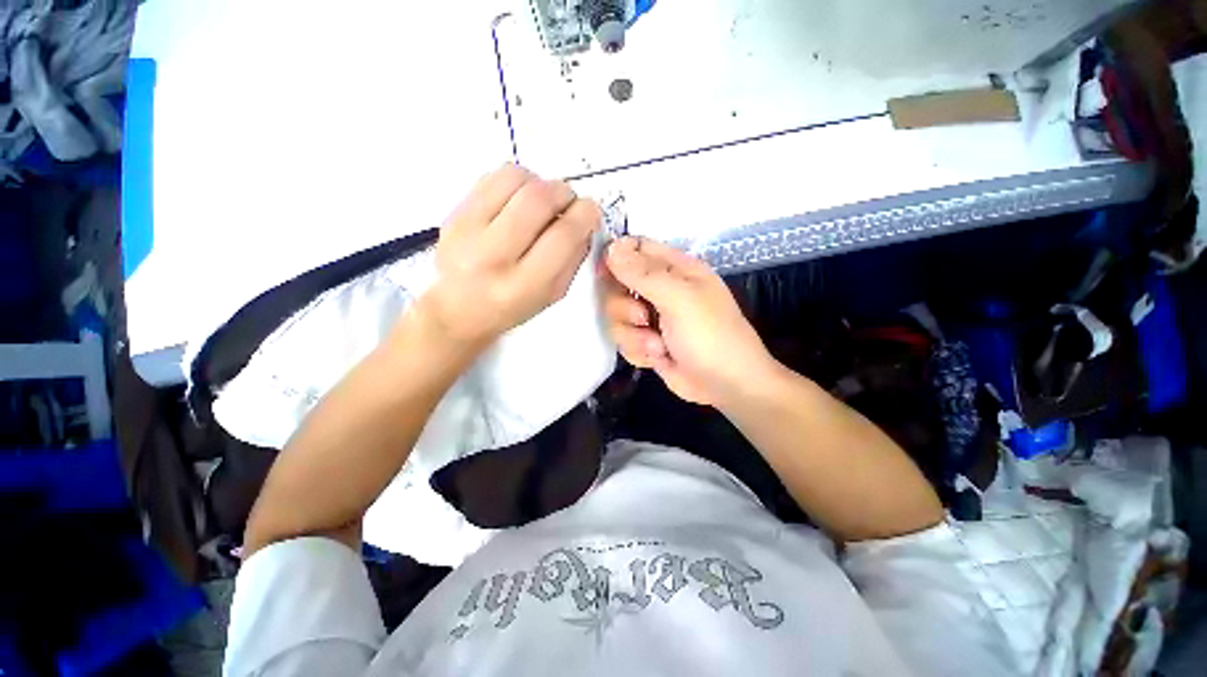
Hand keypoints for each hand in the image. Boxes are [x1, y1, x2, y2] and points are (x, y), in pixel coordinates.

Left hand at [419, 164, 599, 350]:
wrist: (456, 310)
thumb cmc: (512, 307)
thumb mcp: (552, 295)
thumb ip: (572, 259)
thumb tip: (584, 221)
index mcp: (523, 286)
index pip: (563, 236)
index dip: (585, 215)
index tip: (590, 211)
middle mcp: (492, 256)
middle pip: (539, 199)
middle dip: (564, 193)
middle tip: (569, 202)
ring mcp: (467, 230)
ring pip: (515, 179)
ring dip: (540, 183)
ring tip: (543, 202)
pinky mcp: (453, 212)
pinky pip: (492, 177)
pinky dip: (517, 180)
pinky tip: (519, 199)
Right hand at [601, 236, 776, 407]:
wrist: (725, 386)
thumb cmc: (710, 336)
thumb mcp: (680, 299)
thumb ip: (643, 274)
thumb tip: (611, 247)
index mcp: (674, 268)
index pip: (635, 248)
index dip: (615, 256)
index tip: (602, 273)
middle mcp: (660, 289)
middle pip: (617, 285)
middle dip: (623, 306)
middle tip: (643, 318)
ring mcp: (651, 318)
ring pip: (616, 316)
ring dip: (633, 335)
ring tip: (658, 346)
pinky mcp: (646, 342)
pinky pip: (623, 340)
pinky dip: (638, 351)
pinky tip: (658, 358)